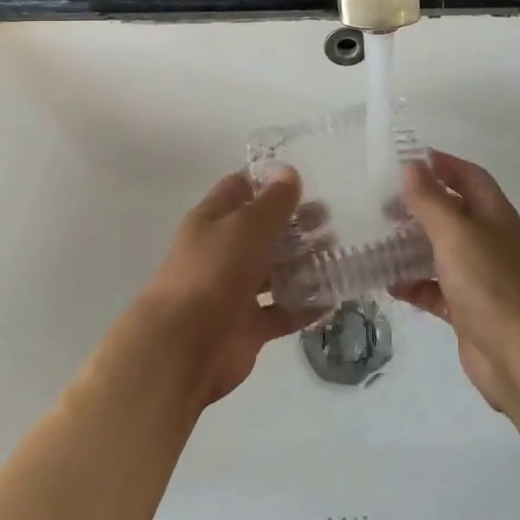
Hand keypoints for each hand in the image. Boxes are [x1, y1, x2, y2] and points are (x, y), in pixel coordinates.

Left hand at [134, 166, 309, 407]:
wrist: (183, 348)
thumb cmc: (213, 273)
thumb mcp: (247, 226)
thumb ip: (273, 201)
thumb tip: (288, 171)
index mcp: (212, 221)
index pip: (240, 189)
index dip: (268, 182)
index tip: (304, 179)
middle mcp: (222, 252)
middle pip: (263, 231)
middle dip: (295, 223)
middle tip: (329, 220)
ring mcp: (235, 291)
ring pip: (275, 271)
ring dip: (304, 263)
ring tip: (336, 254)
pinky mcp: (248, 328)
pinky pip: (282, 312)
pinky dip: (305, 306)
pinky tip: (333, 297)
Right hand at [394, 151, 519, 412]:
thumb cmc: (490, 284)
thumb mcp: (456, 234)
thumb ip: (431, 200)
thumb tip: (412, 166)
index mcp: (493, 214)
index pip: (468, 176)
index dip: (441, 164)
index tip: (405, 160)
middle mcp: (487, 240)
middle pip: (451, 212)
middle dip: (419, 205)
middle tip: (381, 203)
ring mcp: (478, 276)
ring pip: (439, 251)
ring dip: (411, 245)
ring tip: (376, 239)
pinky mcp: (467, 308)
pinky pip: (435, 288)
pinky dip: (414, 284)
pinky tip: (388, 284)